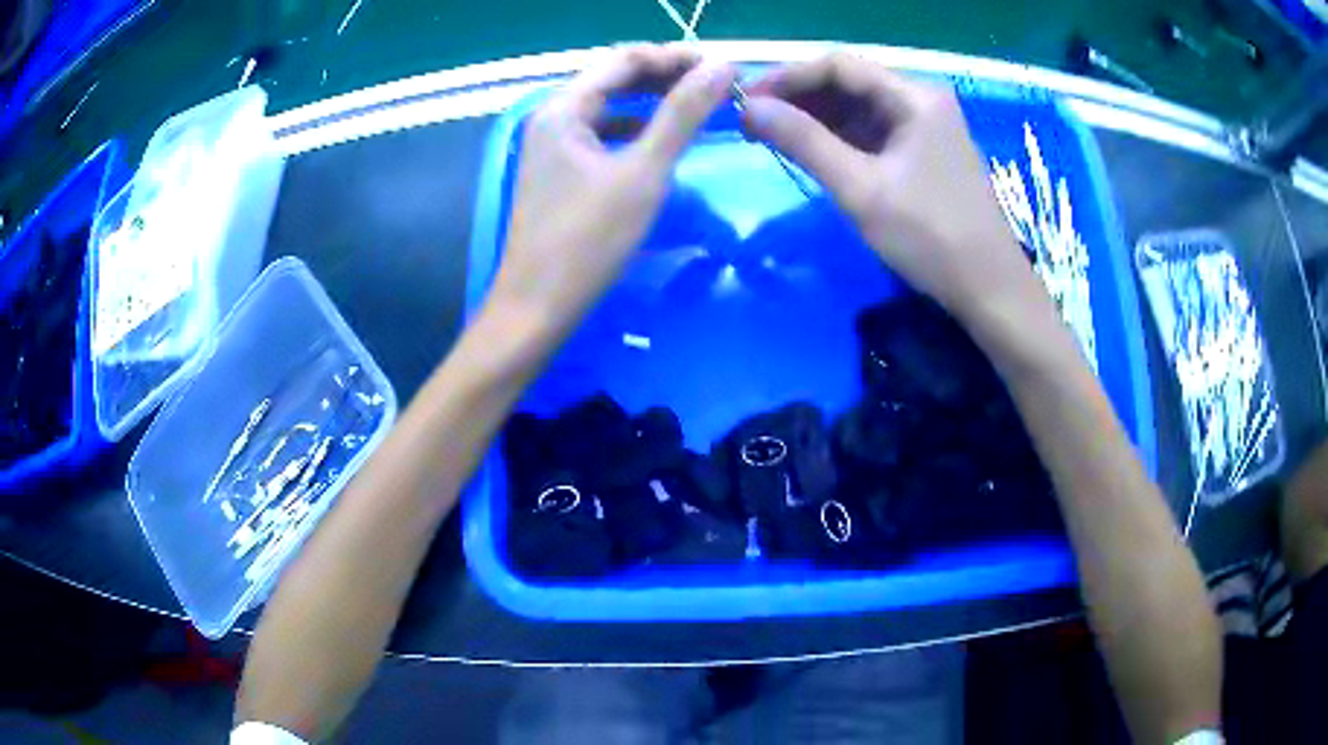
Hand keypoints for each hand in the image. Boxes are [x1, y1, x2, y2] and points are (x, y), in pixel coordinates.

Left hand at [490, 45, 736, 337]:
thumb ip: (682, 114)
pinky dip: (633, 130)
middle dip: (665, 77)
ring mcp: (551, 146)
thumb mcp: (643, 171)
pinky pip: (601, 135)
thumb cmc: (589, 240)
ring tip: (696, 107)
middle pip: (614, 79)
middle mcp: (552, 117)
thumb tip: (721, 66)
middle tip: (715, 87)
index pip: (625, 59)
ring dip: (651, 102)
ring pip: (608, 107)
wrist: (537, 306)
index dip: (675, 57)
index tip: (721, 67)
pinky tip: (658, 142)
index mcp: (564, 108)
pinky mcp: (557, 172)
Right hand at [742, 52, 1049, 330]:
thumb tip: (749, 108)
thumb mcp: (861, 189)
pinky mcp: (923, 153)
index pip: (838, 66)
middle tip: (752, 124)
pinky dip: (838, 139)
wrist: (989, 289)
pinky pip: (872, 133)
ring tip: (771, 138)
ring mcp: (925, 127)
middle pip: (848, 83)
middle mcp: (921, 100)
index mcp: (914, 97)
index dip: (787, 77)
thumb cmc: (930, 237)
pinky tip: (810, 152)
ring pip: (858, 108)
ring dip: (814, 119)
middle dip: (798, 99)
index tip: (746, 101)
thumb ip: (804, 142)